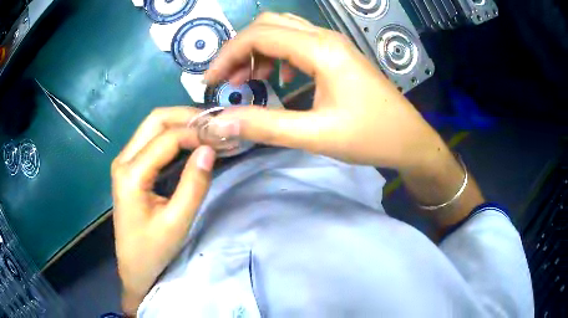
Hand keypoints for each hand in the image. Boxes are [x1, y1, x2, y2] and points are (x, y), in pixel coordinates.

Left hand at [111, 107, 215, 313]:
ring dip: (182, 124)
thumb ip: (194, 185)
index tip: (223, 136)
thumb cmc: (153, 250)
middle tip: (215, 126)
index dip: (197, 133)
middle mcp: (124, 159)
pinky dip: (175, 135)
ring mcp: (125, 161)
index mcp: (131, 174)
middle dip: (187, 117)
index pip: (167, 138)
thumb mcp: (176, 222)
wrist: (134, 267)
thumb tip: (210, 149)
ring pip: (154, 126)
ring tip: (208, 131)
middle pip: (156, 120)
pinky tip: (192, 143)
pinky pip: (153, 139)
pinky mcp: (131, 167)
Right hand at [205, 12, 442, 169]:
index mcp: (321, 49)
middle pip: (268, 24)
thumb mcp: (315, 135)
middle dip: (240, 49)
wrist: (409, 139)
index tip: (210, 82)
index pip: (259, 35)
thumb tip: (221, 122)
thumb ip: (265, 125)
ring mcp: (333, 44)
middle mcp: (325, 37)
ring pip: (283, 30)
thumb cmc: (370, 137)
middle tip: (227, 80)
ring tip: (248, 81)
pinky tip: (279, 79)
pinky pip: (298, 43)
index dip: (227, 55)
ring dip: (258, 51)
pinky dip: (277, 56)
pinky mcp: (337, 55)